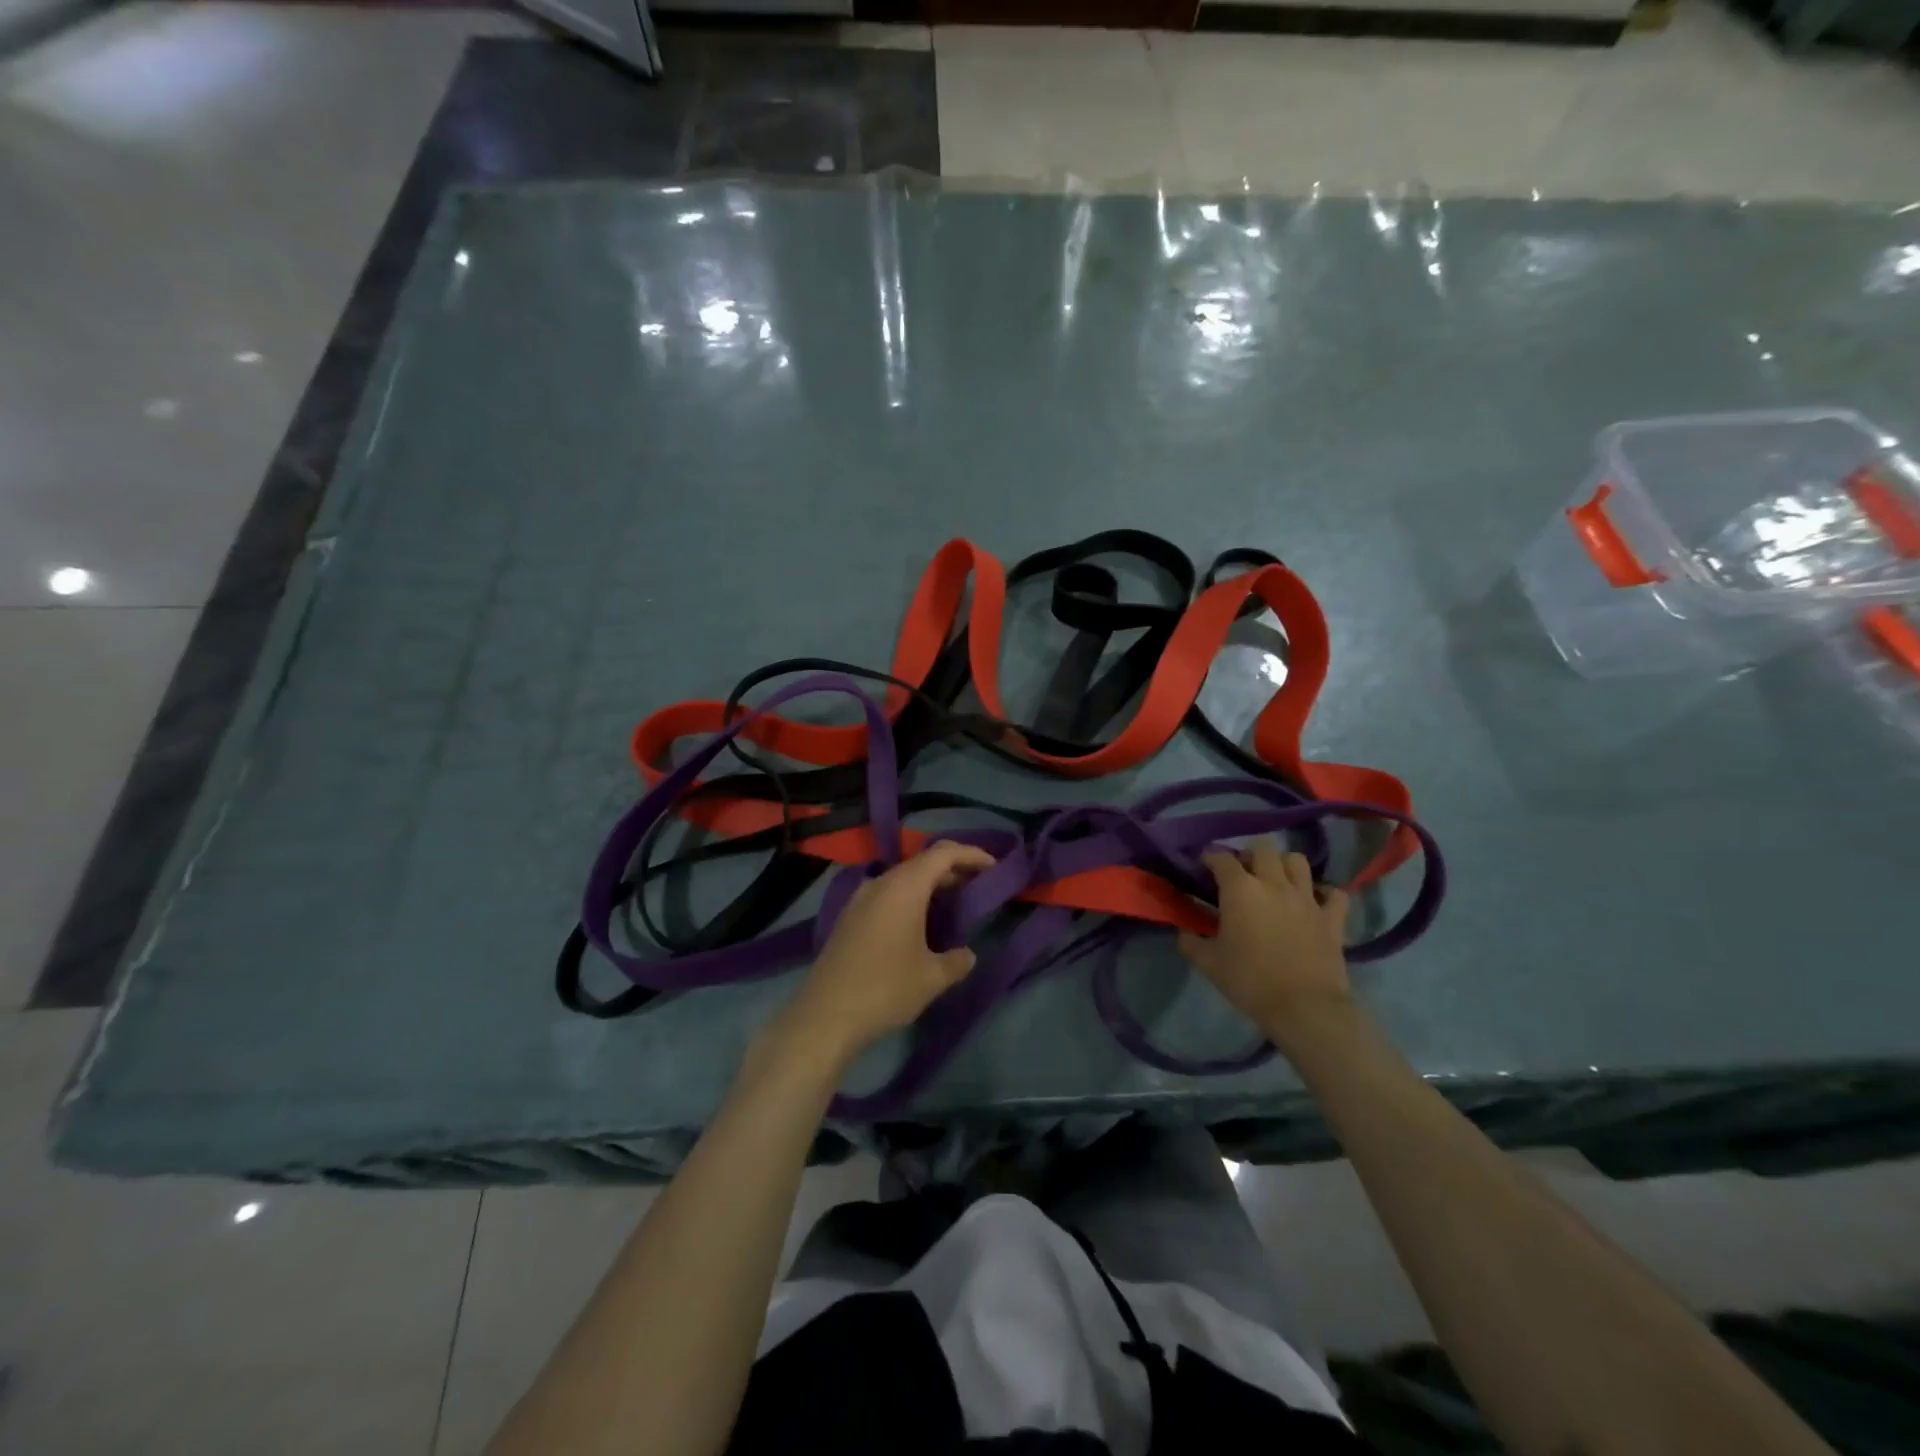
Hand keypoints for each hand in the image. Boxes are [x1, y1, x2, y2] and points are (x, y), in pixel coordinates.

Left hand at [774, 841, 993, 1067]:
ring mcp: (861, 899)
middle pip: (922, 862)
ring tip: (954, 904)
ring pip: (903, 878)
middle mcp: (881, 883)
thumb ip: (957, 961)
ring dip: (930, 885)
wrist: (825, 1015)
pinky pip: (888, 894)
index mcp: (904, 887)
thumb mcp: (932, 978)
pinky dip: (910, 898)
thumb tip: (967, 955)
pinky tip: (921, 923)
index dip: (972, 854)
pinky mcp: (850, 917)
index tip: (995, 866)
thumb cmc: (885, 989)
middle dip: (953, 869)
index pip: (943, 854)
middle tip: (979, 885)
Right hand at [1177, 839, 1351, 1038]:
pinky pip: (1335, 894)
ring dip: (1284, 865)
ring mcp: (1307, 898)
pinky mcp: (1332, 918)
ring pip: (1297, 861)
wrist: (1304, 1007)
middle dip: (1248, 854)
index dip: (1209, 858)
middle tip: (1241, 873)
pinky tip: (1315, 901)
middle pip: (1262, 848)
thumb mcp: (1208, 963)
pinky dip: (1325, 893)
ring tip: (1276, 880)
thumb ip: (1190, 942)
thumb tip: (1183, 931)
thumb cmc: (1250, 981)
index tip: (1203, 866)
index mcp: (1240, 890)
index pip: (1221, 859)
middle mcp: (1274, 883)